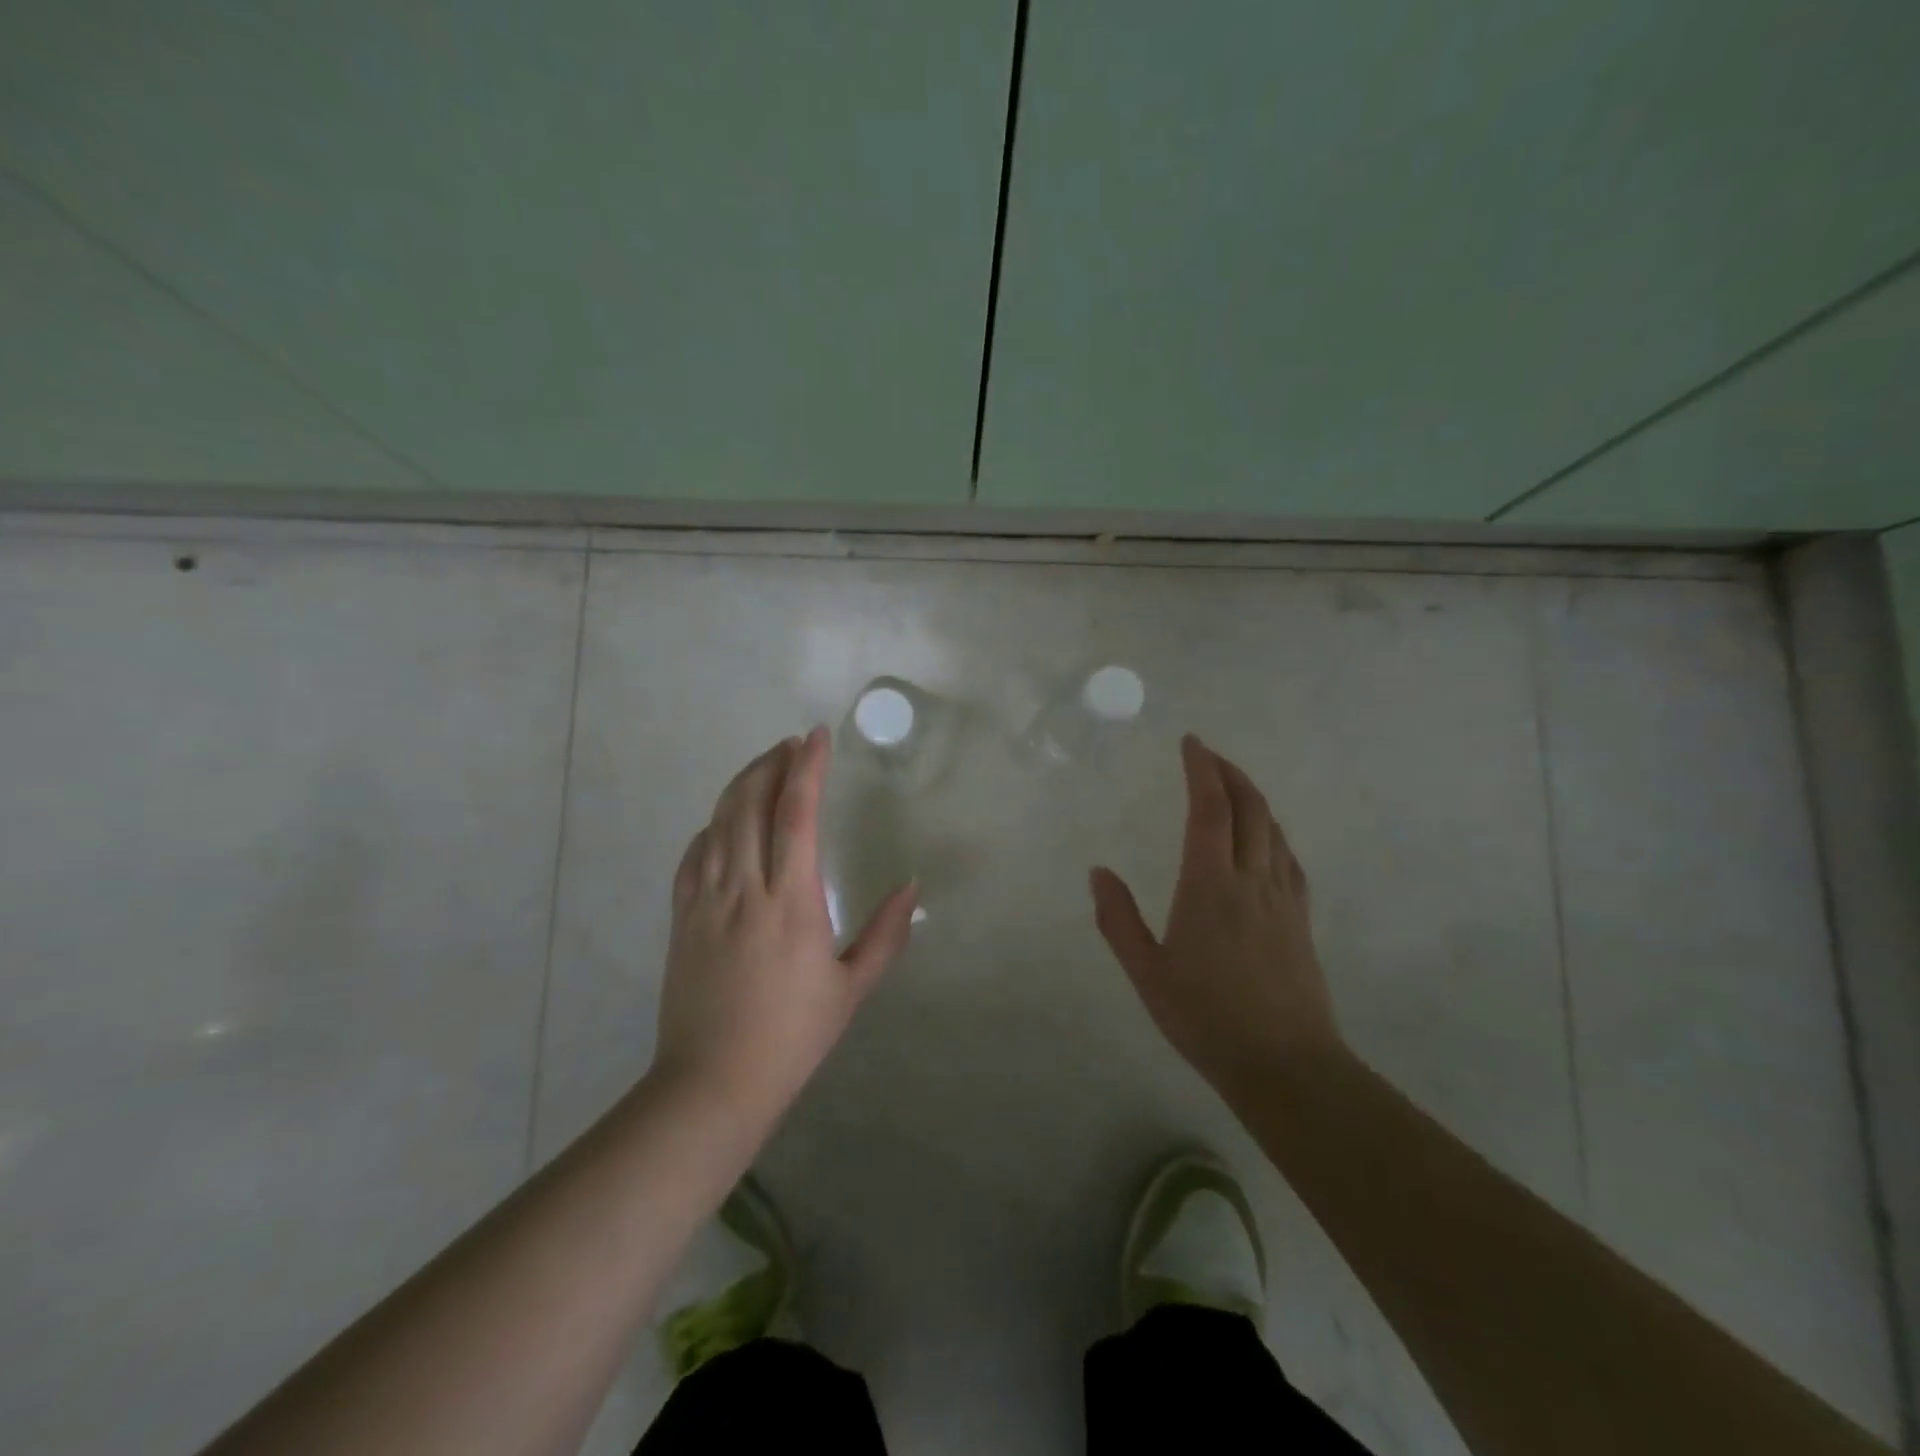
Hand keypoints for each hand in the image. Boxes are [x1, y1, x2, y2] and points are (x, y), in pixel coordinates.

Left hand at [652, 727, 917, 1124]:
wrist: (712, 1083)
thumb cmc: (792, 1037)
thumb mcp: (851, 988)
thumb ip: (885, 934)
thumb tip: (911, 887)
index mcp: (791, 902)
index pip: (796, 815)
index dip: (806, 769)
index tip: (816, 736)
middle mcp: (744, 888)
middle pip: (750, 805)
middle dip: (770, 764)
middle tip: (789, 744)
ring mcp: (706, 901)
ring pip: (718, 823)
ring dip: (740, 786)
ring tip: (762, 768)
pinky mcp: (682, 919)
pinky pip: (693, 856)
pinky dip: (710, 827)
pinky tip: (722, 822)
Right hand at [1090, 735, 1341, 1094]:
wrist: (1286, 1065)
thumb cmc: (1206, 1018)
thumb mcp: (1147, 972)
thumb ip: (1118, 919)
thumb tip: (1098, 872)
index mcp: (1210, 885)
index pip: (1210, 809)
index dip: (1202, 770)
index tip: (1191, 743)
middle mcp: (1252, 880)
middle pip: (1250, 808)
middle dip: (1230, 773)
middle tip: (1209, 756)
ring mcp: (1283, 898)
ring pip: (1274, 829)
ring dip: (1253, 798)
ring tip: (1232, 787)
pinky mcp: (1301, 919)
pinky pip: (1288, 858)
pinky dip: (1273, 832)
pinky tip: (1266, 840)